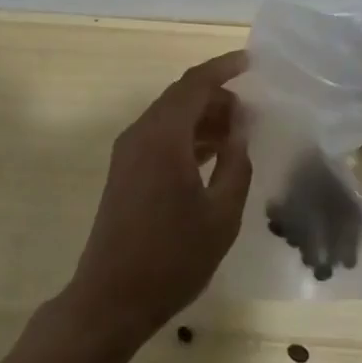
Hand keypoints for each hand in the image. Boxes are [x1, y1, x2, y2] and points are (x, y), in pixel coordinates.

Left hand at [62, 52, 252, 350]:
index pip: (195, 83)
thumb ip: (236, 164)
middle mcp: (141, 134)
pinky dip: (188, 136)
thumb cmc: (172, 258)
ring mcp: (128, 153)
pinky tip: (213, 155)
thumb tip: (239, 130)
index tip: (250, 62)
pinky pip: (161, 137)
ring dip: (203, 117)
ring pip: (171, 117)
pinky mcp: (125, 171)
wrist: (110, 300)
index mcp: (164, 136)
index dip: (223, 68)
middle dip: (217, 95)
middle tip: (251, 109)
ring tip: (238, 132)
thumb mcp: (221, 214)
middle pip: (181, 96)